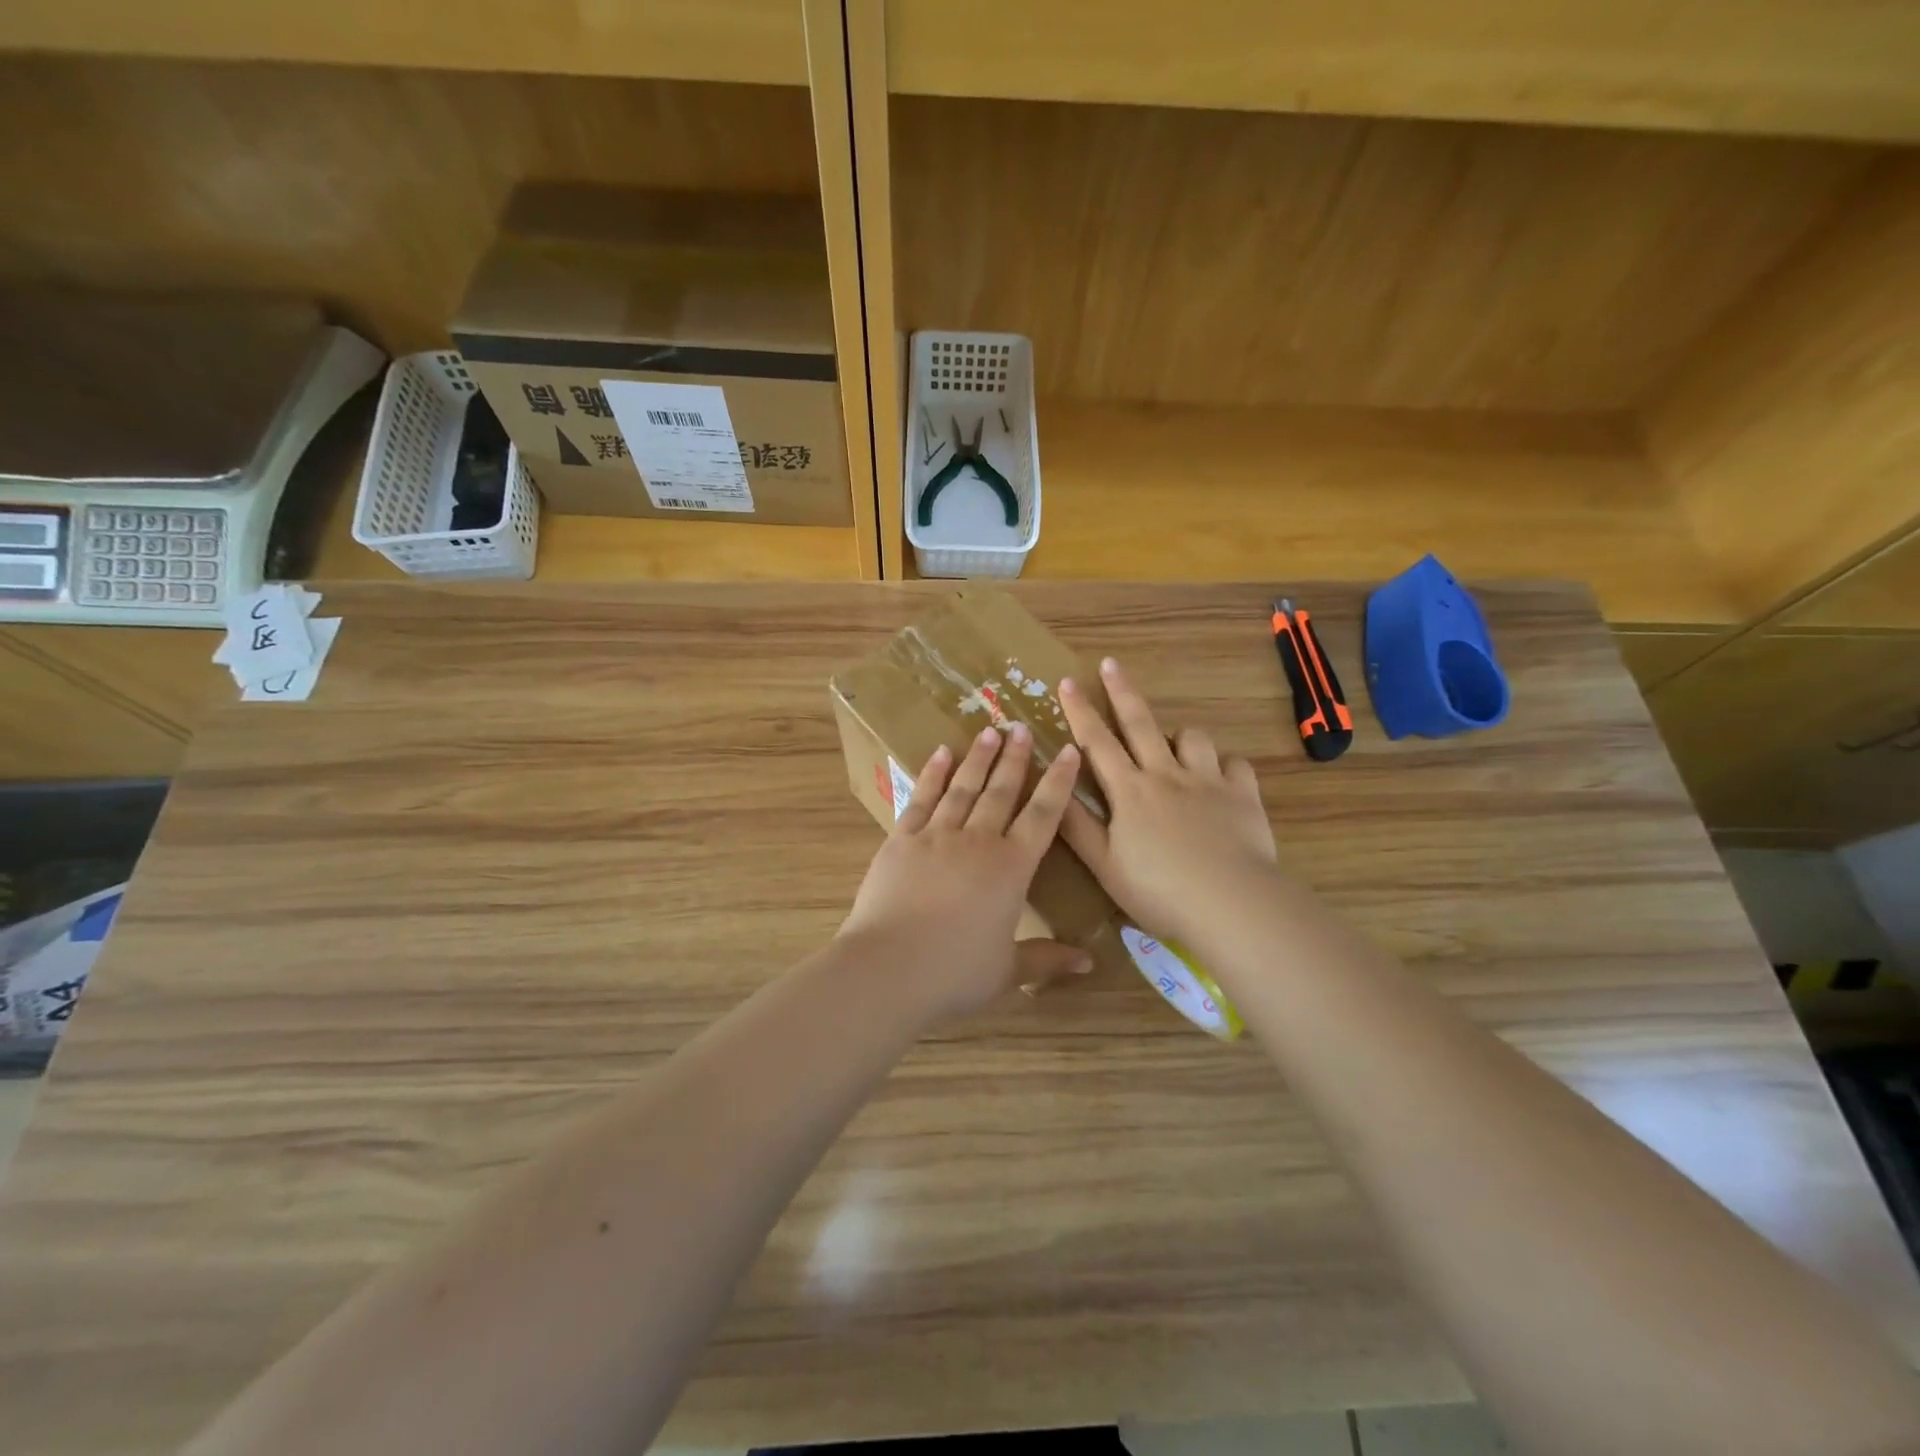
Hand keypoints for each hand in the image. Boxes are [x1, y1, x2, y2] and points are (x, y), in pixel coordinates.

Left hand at [839, 723, 1088, 1022]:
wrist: (889, 967)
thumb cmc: (955, 972)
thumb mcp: (1008, 970)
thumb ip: (1047, 959)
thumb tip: (1090, 961)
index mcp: (1011, 868)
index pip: (1043, 815)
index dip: (1058, 782)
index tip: (1067, 751)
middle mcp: (978, 841)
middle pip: (1001, 791)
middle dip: (1014, 758)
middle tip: (1021, 727)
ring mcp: (936, 835)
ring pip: (963, 787)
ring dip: (978, 758)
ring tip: (988, 732)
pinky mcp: (901, 840)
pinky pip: (922, 798)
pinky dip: (933, 774)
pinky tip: (940, 754)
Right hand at [1058, 657, 1279, 945]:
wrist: (1230, 903)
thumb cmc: (1158, 890)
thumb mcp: (1104, 864)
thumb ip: (1076, 824)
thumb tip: (1053, 786)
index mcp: (1129, 790)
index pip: (1096, 741)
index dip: (1080, 710)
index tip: (1067, 682)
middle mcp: (1165, 774)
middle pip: (1141, 723)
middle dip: (1122, 691)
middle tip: (1111, 664)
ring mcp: (1207, 781)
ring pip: (1192, 738)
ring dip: (1179, 735)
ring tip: (1175, 745)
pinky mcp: (1242, 794)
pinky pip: (1234, 764)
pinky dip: (1224, 766)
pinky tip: (1221, 779)